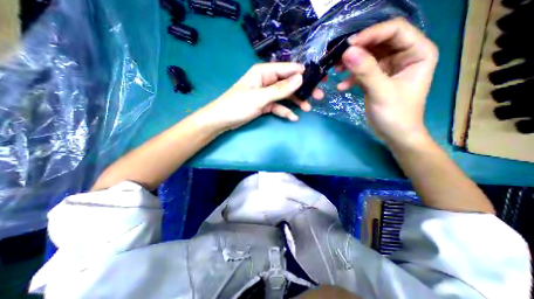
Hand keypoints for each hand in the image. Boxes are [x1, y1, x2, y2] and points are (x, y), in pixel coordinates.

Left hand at [202, 62, 310, 128]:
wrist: (223, 120)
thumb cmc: (238, 105)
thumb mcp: (260, 97)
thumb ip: (280, 89)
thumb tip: (301, 77)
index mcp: (264, 72)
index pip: (288, 68)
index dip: (304, 72)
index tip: (319, 77)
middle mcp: (266, 80)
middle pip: (288, 83)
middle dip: (303, 89)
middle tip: (318, 96)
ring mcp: (266, 93)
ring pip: (285, 96)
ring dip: (296, 102)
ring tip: (308, 108)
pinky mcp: (264, 104)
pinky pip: (278, 106)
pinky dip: (285, 111)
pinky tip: (293, 117)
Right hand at [338, 18, 437, 146]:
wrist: (394, 134)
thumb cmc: (395, 114)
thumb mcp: (381, 92)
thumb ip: (365, 71)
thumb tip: (347, 52)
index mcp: (417, 52)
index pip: (394, 31)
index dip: (371, 34)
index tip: (348, 46)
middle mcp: (404, 55)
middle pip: (379, 42)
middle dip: (358, 49)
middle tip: (339, 58)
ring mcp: (389, 67)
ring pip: (368, 56)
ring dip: (352, 63)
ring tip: (337, 70)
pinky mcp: (377, 78)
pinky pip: (362, 71)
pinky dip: (351, 77)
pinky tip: (342, 87)